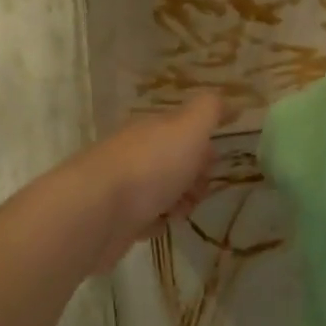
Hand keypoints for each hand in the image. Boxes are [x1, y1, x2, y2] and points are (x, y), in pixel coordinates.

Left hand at [77, 94, 223, 270]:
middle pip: (175, 161)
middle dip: (195, 177)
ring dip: (179, 202)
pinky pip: (145, 217)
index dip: (204, 145)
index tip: (216, 162)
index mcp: (152, 128)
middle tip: (198, 190)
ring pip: (162, 191)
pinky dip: (155, 222)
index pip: (184, 130)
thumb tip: (228, 100)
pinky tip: (156, 225)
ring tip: (178, 212)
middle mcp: (136, 151)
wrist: (97, 212)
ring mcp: (123, 184)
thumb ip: (210, 110)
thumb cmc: (150, 166)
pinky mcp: (115, 216)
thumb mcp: (188, 128)